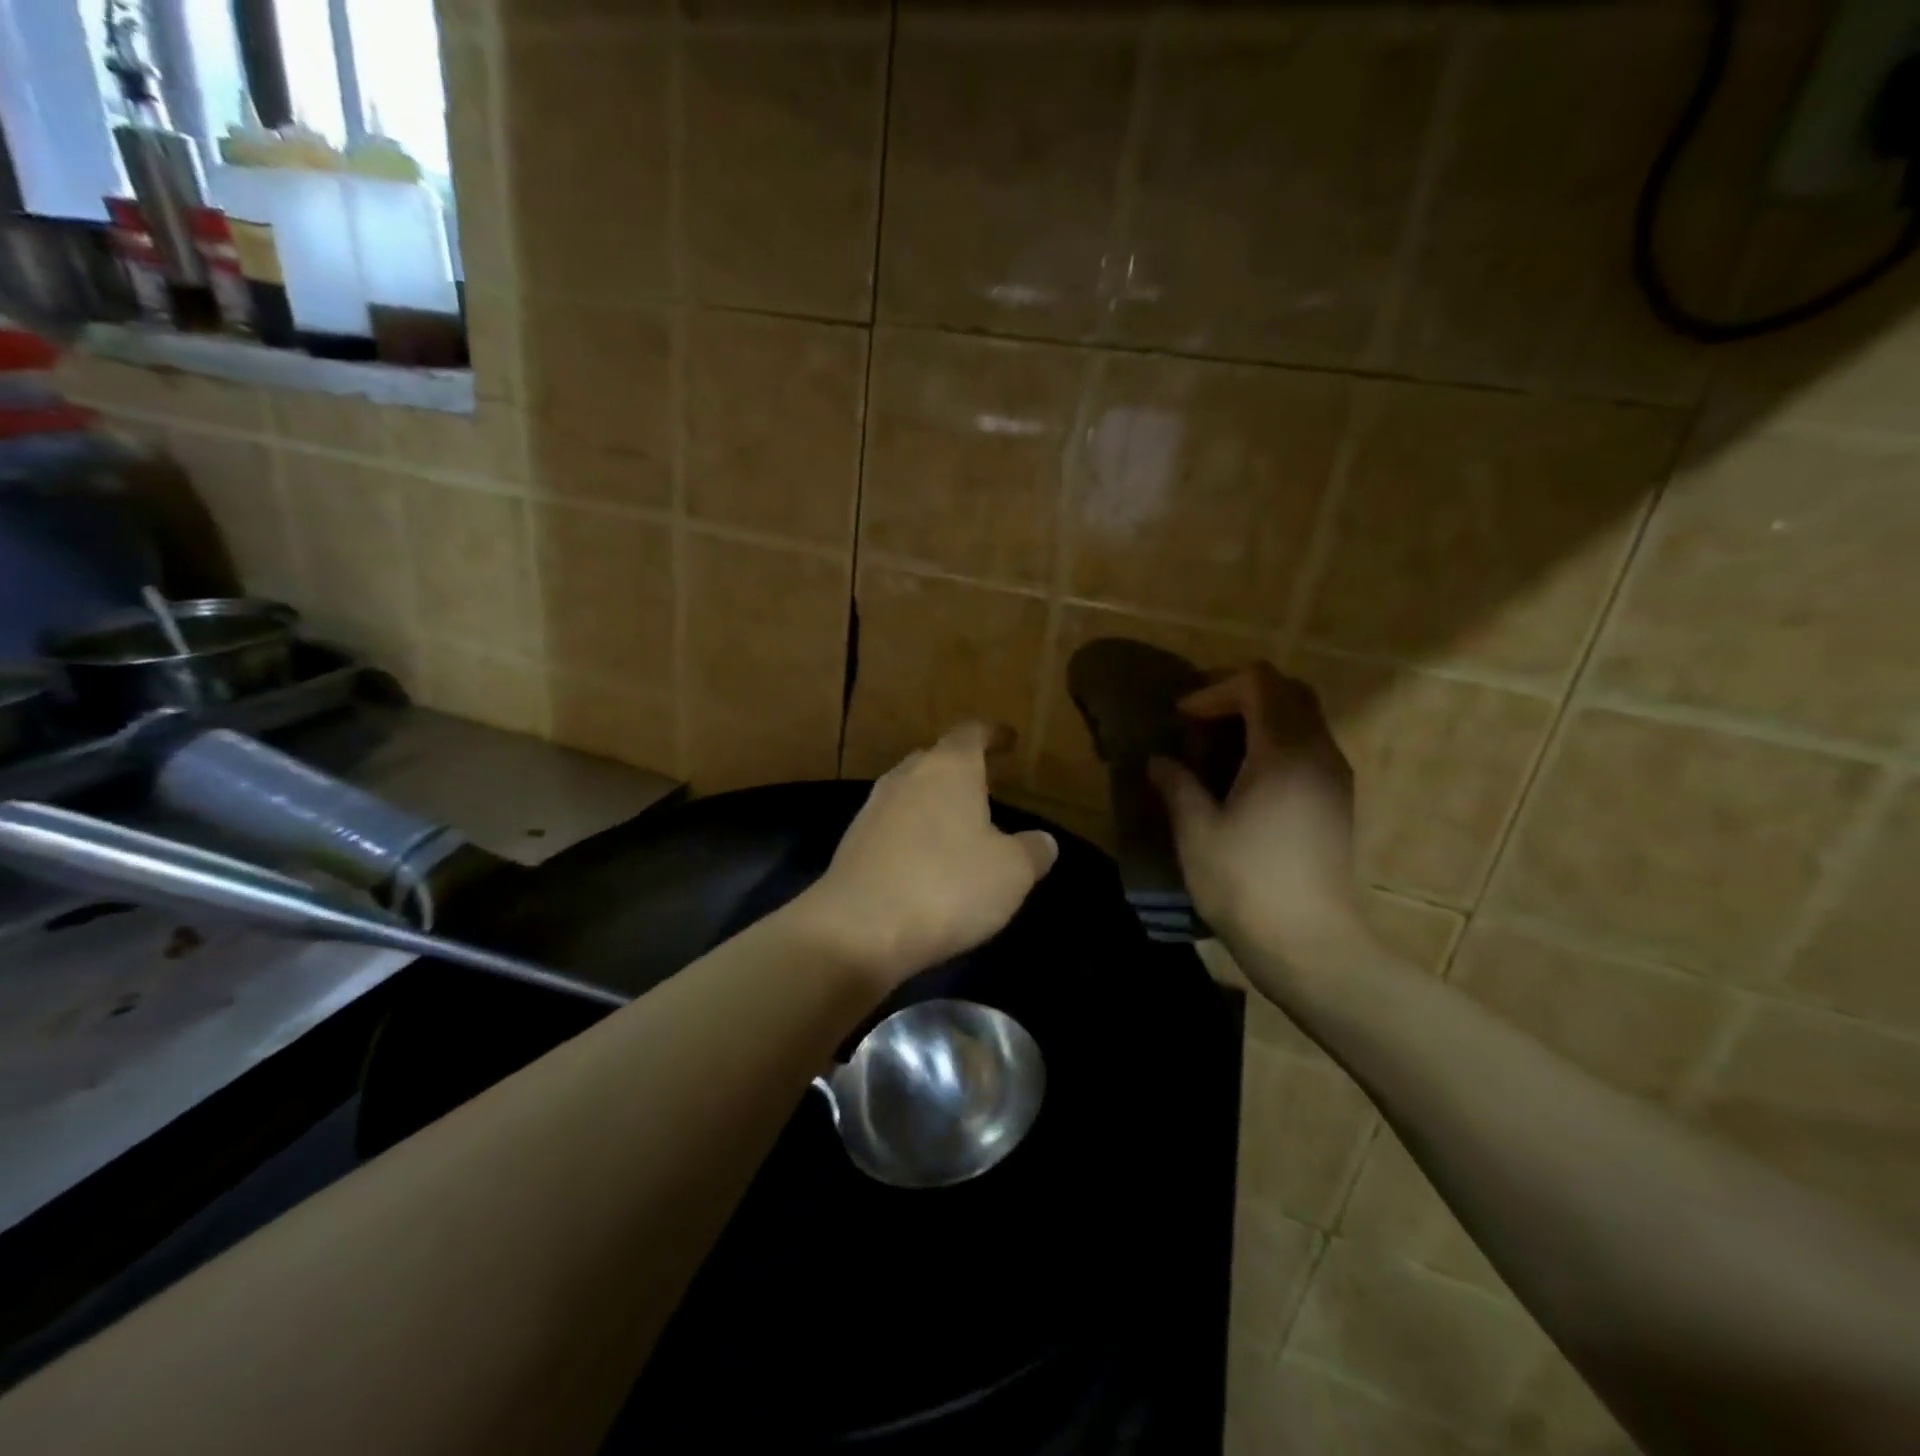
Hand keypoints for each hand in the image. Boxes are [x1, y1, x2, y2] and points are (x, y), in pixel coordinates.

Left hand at [798, 723, 1057, 988]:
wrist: (858, 930)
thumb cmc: (947, 886)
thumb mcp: (1011, 873)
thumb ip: (1032, 851)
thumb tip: (1043, 841)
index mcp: (949, 768)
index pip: (971, 734)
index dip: (993, 734)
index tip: (1008, 738)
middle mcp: (906, 777)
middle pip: (935, 759)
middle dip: (960, 769)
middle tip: (985, 785)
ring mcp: (873, 809)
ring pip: (910, 792)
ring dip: (933, 803)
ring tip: (958, 825)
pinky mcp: (852, 844)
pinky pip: (892, 826)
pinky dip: (912, 834)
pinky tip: (925, 862)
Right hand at [1148, 663, 1363, 960]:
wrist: (1309, 944)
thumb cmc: (1245, 883)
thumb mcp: (1197, 832)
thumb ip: (1177, 786)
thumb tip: (1159, 761)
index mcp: (1283, 751)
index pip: (1258, 683)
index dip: (1214, 690)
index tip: (1183, 720)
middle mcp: (1318, 752)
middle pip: (1288, 691)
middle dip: (1240, 694)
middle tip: (1201, 721)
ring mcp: (1335, 776)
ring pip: (1303, 717)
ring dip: (1260, 718)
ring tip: (1219, 748)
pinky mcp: (1338, 800)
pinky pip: (1310, 745)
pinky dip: (1277, 742)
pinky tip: (1246, 777)